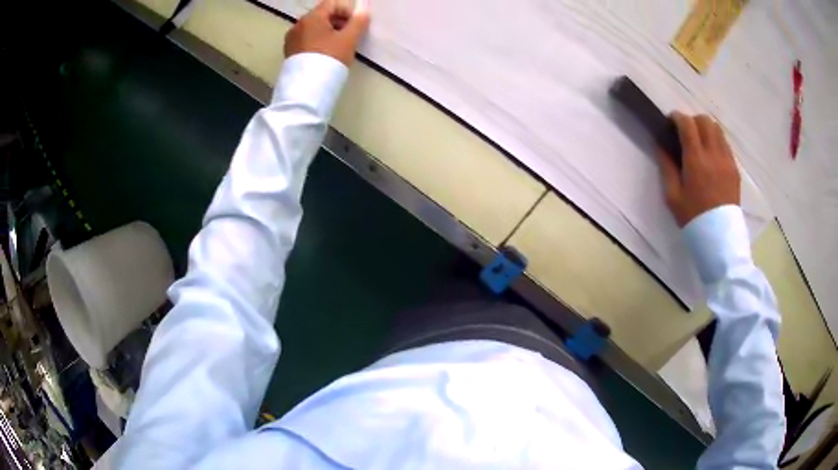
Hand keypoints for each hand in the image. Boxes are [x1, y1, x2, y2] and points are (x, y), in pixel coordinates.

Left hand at [284, 0, 370, 66]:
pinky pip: (306, 40)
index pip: (332, 4)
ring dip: (327, 32)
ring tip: (337, 48)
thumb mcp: (349, 39)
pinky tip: (324, 55)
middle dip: (337, 22)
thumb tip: (364, 10)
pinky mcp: (289, 52)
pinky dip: (317, 42)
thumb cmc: (330, 59)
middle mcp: (298, 25)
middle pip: (321, 15)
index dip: (346, 11)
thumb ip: (358, 22)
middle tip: (348, 37)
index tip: (354, 25)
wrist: (307, 89)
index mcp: (311, 18)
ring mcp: (291, 39)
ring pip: (313, 28)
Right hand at [657, 113, 740, 226]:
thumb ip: (666, 167)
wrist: (719, 237)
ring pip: (717, 129)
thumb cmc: (693, 218)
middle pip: (704, 121)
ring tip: (700, 142)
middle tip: (685, 133)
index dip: (677, 117)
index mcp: (696, 160)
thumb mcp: (673, 196)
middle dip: (692, 121)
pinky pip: (725, 144)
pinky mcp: (734, 169)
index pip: (687, 124)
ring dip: (706, 129)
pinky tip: (711, 156)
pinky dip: (716, 142)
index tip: (670, 122)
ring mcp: (727, 160)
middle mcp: (713, 154)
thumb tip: (661, 146)